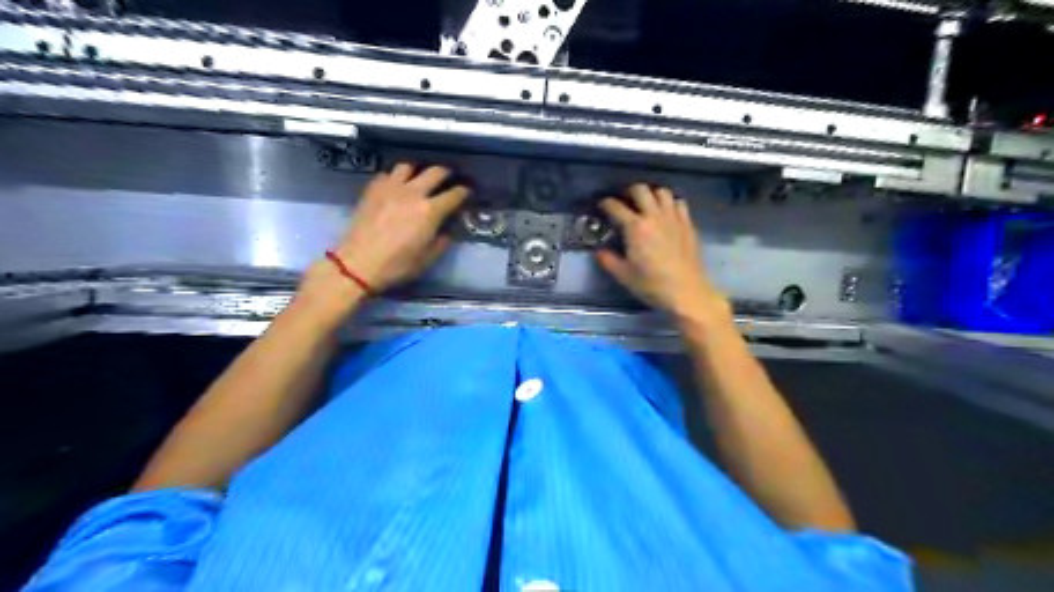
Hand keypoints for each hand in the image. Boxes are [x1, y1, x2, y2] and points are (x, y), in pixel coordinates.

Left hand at [331, 162, 465, 289]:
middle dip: (446, 173)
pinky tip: (395, 187)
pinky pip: (387, 174)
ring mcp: (390, 188)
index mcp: (430, 211)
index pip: (454, 194)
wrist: (358, 263)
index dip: (464, 192)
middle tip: (448, 177)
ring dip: (418, 171)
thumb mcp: (427, 259)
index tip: (467, 191)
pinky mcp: (372, 189)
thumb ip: (442, 242)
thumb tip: (447, 230)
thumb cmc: (397, 265)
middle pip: (435, 172)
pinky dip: (395, 178)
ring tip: (419, 178)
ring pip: (408, 166)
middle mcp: (413, 193)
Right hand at [596, 186, 729, 322]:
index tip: (601, 205)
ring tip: (647, 205)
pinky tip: (666, 214)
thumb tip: (598, 251)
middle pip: (640, 190)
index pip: (616, 207)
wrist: (686, 292)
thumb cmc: (652, 285)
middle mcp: (654, 216)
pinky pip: (679, 203)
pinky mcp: (688, 224)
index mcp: (635, 228)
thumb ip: (608, 260)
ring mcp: (674, 218)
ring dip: (651, 194)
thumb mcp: (624, 275)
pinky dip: (670, 203)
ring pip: (662, 192)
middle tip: (625, 202)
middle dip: (629, 192)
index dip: (606, 203)